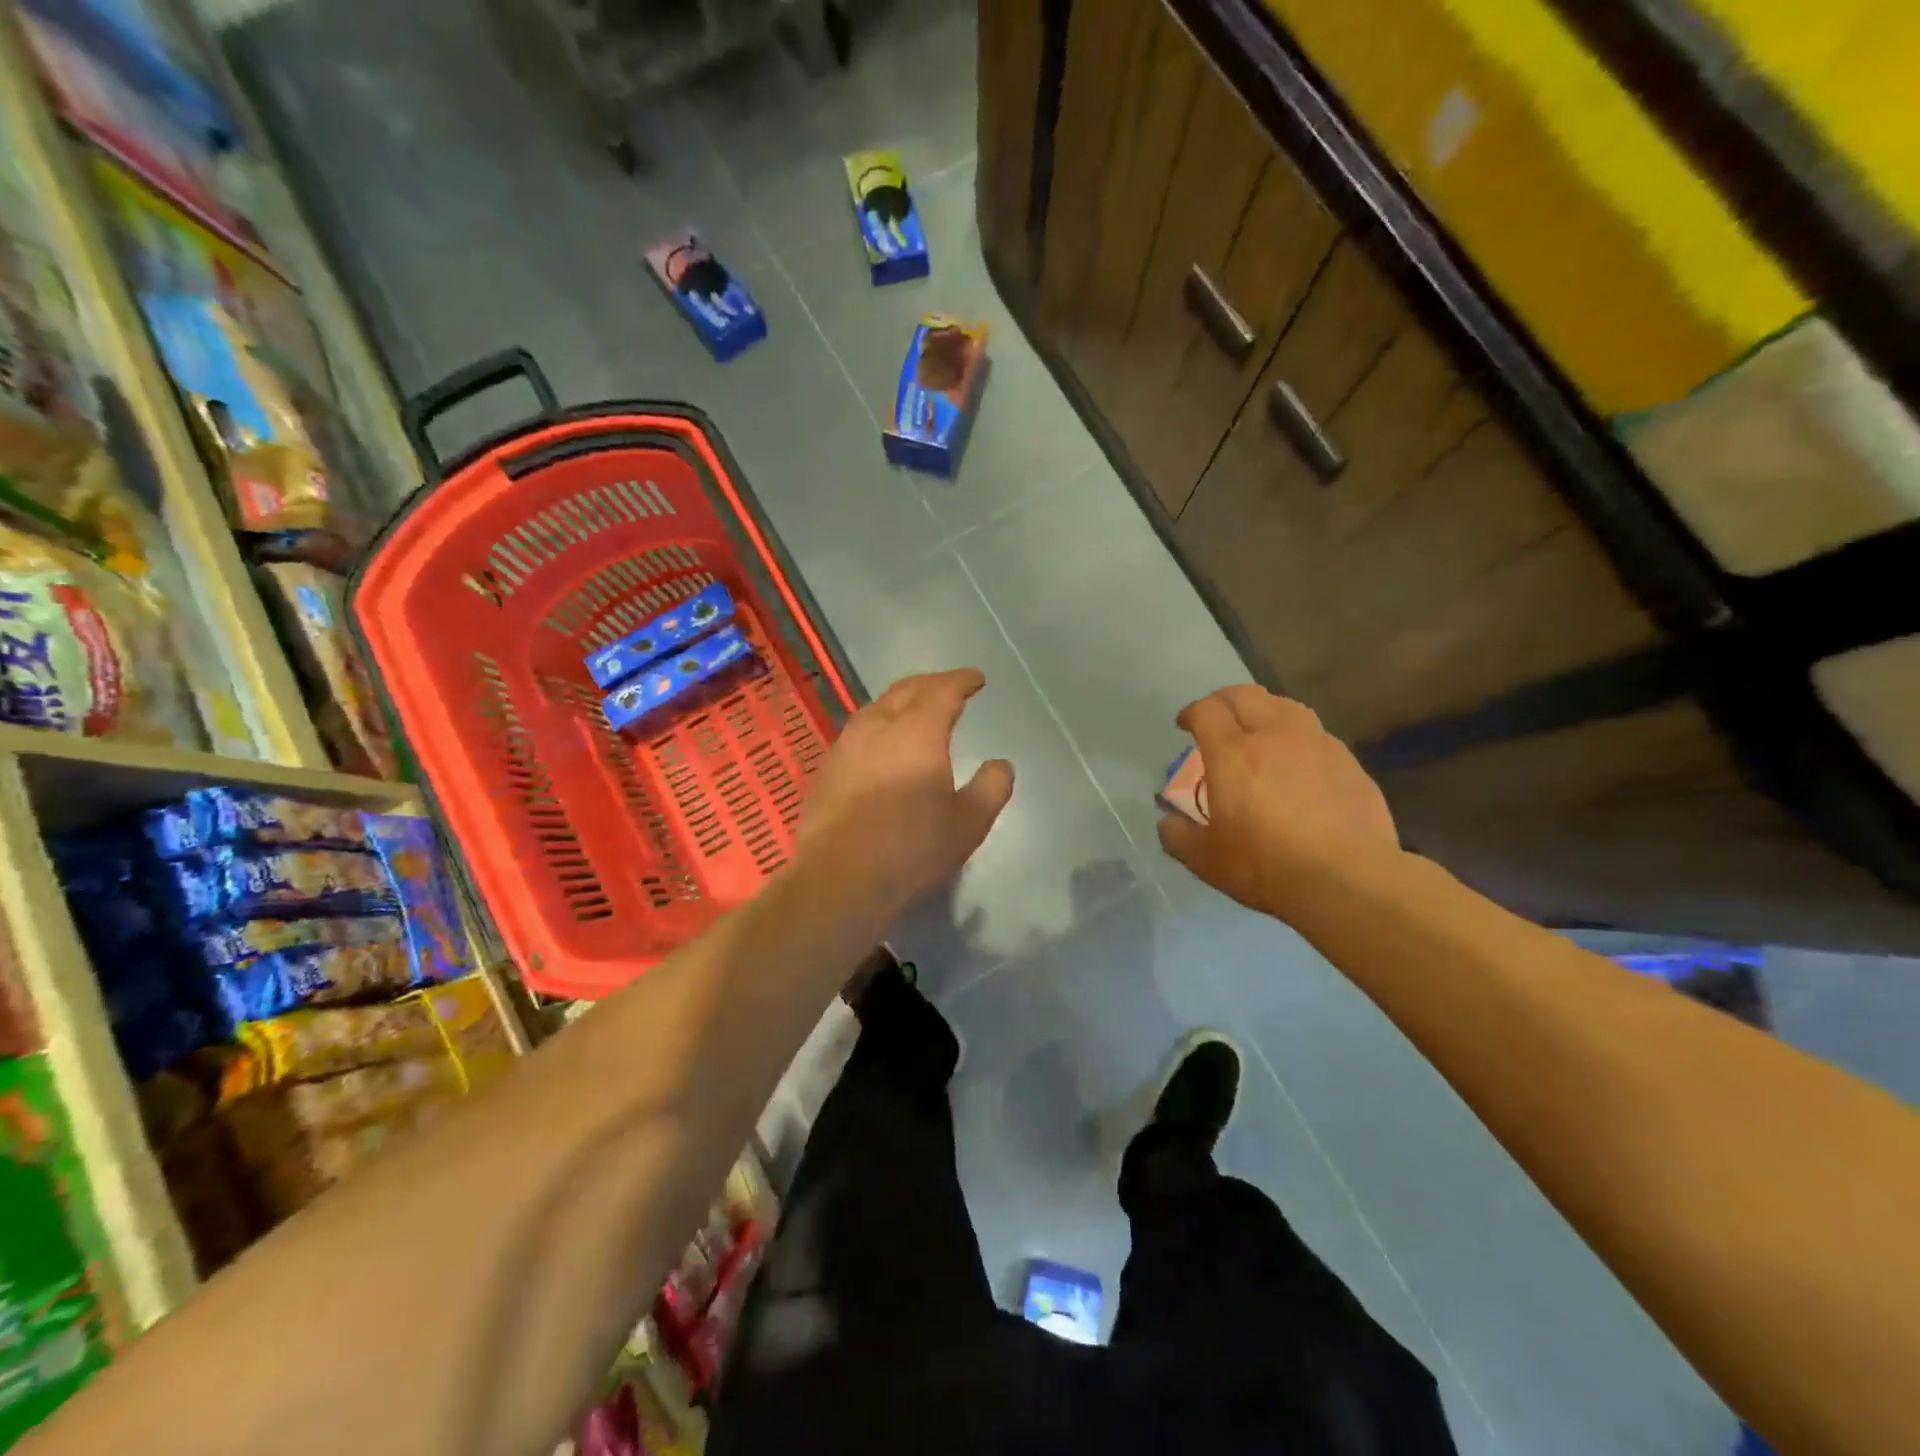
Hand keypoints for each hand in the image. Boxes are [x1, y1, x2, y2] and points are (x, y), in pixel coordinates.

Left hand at [796, 668, 1013, 918]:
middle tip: (948, 687)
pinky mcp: (828, 768)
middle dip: (930, 684)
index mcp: (918, 732)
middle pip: (905, 690)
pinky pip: (858, 731)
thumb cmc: (911, 849)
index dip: (961, 681)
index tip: (976, 679)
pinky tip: (881, 743)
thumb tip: (1001, 764)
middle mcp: (879, 727)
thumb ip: (991, 788)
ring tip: (914, 709)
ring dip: (900, 701)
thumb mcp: (968, 824)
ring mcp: (847, 746)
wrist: (838, 879)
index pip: (942, 691)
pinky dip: (878, 724)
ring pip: (876, 707)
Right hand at [1158, 685, 1399, 919]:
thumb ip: (1178, 835)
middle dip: (1224, 701)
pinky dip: (1297, 738)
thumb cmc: (1266, 865)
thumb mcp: (1205, 860)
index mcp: (1232, 752)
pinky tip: (1298, 763)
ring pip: (1285, 706)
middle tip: (1217, 719)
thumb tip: (1168, 821)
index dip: (1191, 713)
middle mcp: (1274, 735)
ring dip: (1264, 711)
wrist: (1348, 879)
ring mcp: (1317, 744)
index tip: (1184, 725)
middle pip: (1246, 695)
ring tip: (1259, 732)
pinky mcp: (1348, 762)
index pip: (1207, 710)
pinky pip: (1315, 735)